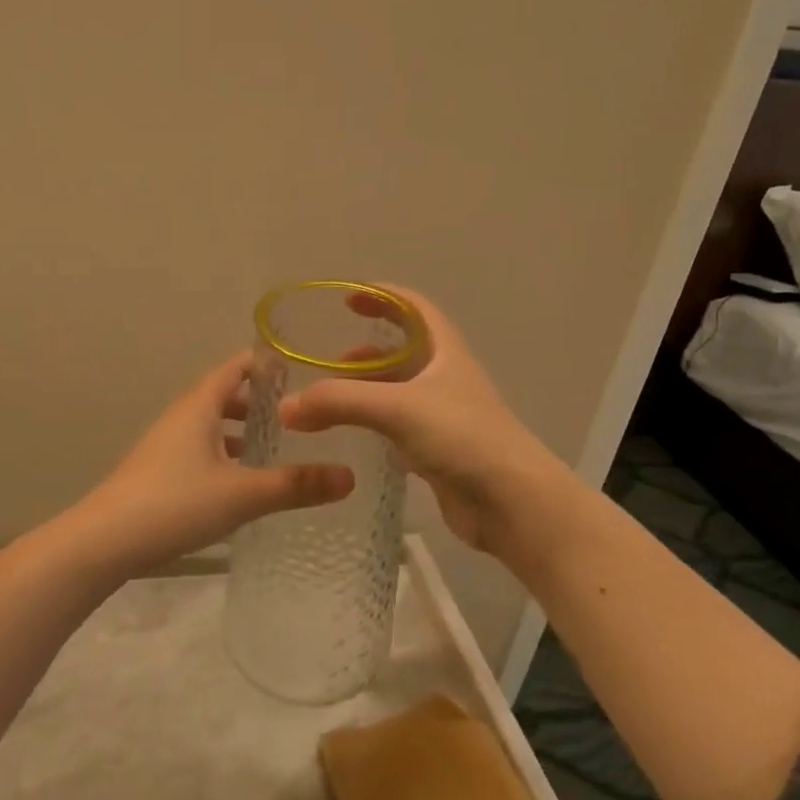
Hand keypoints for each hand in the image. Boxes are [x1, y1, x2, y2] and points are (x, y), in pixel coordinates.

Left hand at [73, 353, 354, 577]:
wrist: (105, 540)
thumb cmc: (175, 503)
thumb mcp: (243, 494)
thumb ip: (296, 485)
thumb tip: (350, 477)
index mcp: (199, 406)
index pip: (236, 367)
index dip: (266, 363)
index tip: (300, 366)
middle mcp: (181, 417)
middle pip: (223, 395)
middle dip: (258, 401)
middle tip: (298, 413)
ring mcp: (165, 445)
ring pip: (210, 426)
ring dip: (240, 431)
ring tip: (275, 446)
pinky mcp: (158, 472)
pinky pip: (200, 450)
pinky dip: (224, 454)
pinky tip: (240, 482)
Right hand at [277, 285, 563, 559]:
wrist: (512, 503)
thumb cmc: (462, 438)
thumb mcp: (397, 408)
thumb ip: (338, 402)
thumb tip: (286, 407)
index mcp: (445, 352)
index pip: (414, 308)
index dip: (383, 296)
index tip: (347, 298)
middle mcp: (446, 379)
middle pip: (403, 351)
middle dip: (366, 351)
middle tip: (329, 362)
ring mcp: (444, 417)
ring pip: (398, 392)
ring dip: (366, 389)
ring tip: (329, 401)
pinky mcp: (438, 451)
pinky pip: (398, 427)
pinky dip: (372, 424)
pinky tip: (351, 435)